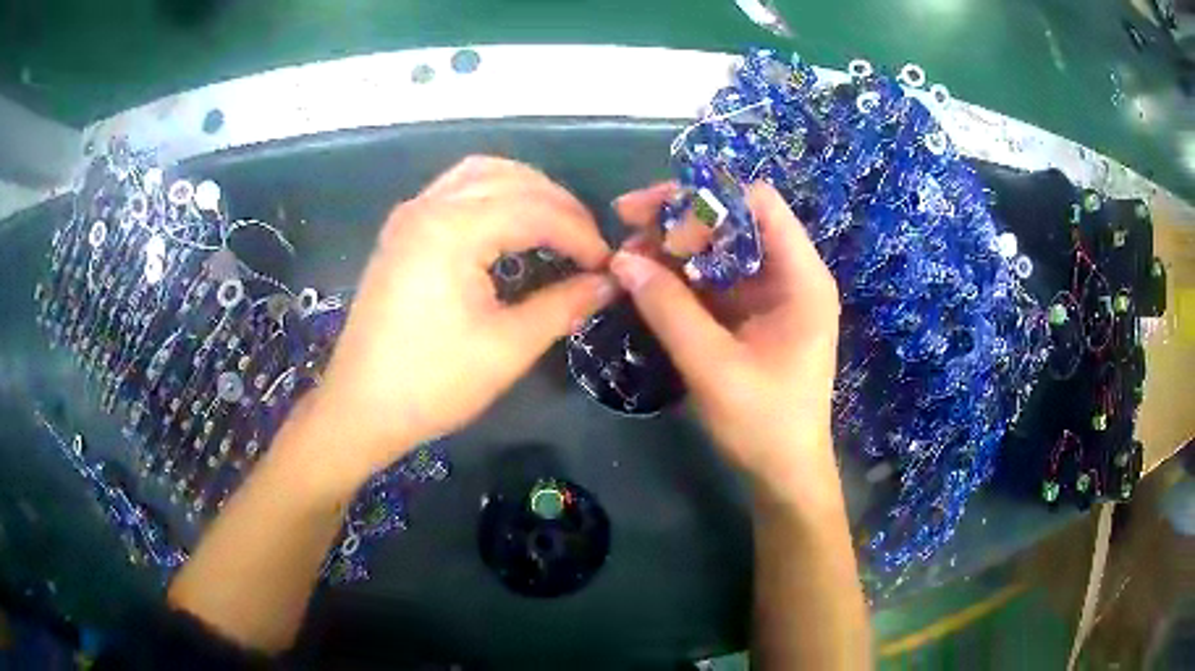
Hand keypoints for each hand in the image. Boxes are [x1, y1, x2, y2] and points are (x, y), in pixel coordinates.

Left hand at [295, 156, 615, 485]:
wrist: (360, 408)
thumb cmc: (432, 383)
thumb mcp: (507, 348)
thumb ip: (563, 305)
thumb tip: (609, 283)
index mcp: (451, 229)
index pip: (534, 210)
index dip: (580, 234)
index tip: (608, 265)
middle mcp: (428, 206)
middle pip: (510, 179)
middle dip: (558, 205)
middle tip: (588, 245)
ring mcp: (409, 215)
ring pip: (480, 174)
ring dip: (525, 190)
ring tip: (556, 225)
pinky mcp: (401, 231)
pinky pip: (455, 190)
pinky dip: (493, 196)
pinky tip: (509, 225)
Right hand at [611, 182, 840, 505]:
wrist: (784, 473)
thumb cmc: (764, 423)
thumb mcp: (713, 366)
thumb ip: (669, 309)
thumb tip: (621, 258)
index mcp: (801, 278)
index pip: (758, 203)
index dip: (707, 200)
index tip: (656, 219)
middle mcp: (790, 275)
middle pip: (735, 220)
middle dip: (680, 221)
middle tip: (626, 232)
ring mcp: (770, 294)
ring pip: (720, 248)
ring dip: (674, 248)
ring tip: (627, 258)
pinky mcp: (752, 315)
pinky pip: (715, 279)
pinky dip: (681, 276)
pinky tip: (646, 282)